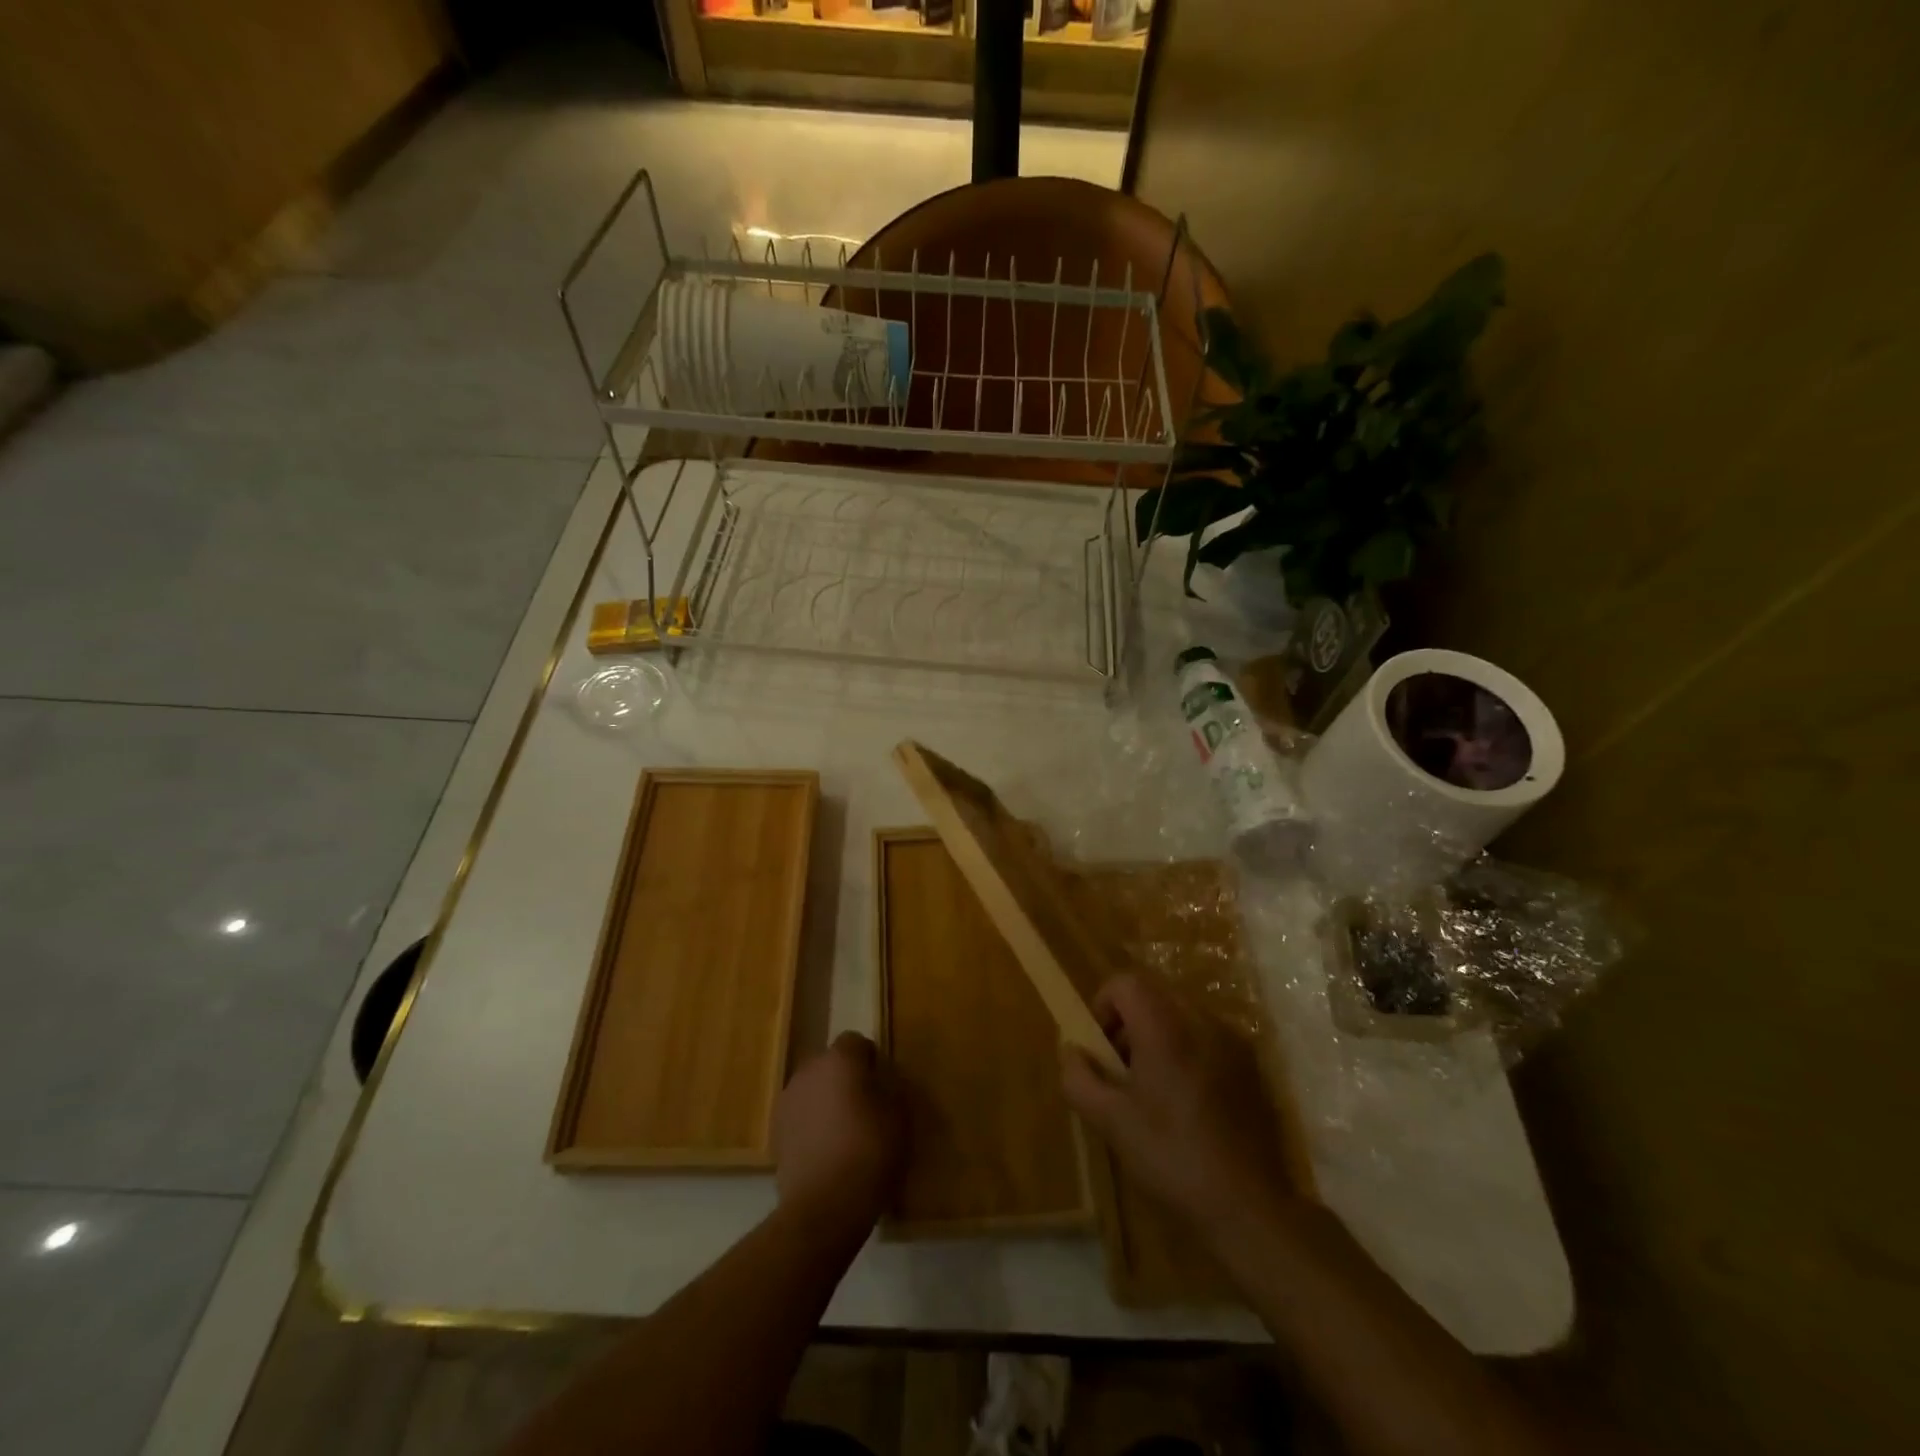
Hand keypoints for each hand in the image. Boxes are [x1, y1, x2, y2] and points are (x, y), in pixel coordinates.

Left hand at [773, 1031, 906, 1236]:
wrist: (824, 1206)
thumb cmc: (869, 1152)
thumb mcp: (899, 1115)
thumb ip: (890, 1086)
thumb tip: (881, 1078)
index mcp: (840, 1059)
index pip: (856, 1041)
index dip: (870, 1059)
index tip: (882, 1084)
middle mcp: (808, 1070)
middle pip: (831, 1064)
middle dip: (846, 1078)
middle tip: (866, 1107)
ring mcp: (788, 1100)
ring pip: (813, 1089)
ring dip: (827, 1101)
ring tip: (844, 1132)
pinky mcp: (776, 1131)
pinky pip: (801, 1115)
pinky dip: (812, 1124)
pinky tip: (826, 1151)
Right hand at [1061, 973, 1294, 1240]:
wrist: (1248, 1205)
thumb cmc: (1172, 1157)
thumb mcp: (1111, 1122)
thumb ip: (1079, 1078)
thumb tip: (1070, 1050)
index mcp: (1166, 1028)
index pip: (1126, 982)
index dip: (1104, 1005)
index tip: (1101, 1047)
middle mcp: (1201, 1021)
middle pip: (1154, 993)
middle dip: (1129, 1021)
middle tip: (1122, 1068)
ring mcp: (1231, 1040)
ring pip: (1180, 1013)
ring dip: (1157, 1034)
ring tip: (1152, 1087)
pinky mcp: (1250, 1064)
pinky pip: (1206, 1036)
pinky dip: (1186, 1049)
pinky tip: (1186, 1100)